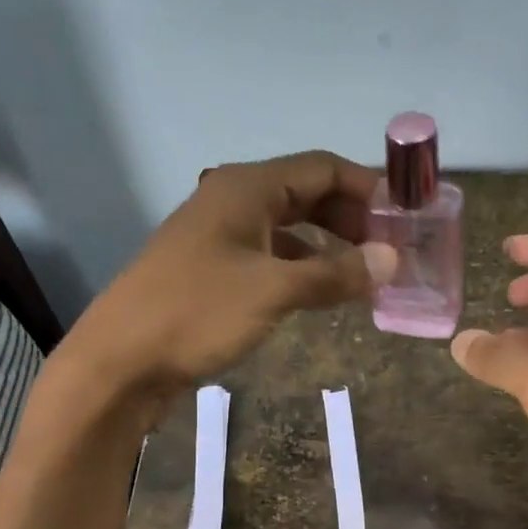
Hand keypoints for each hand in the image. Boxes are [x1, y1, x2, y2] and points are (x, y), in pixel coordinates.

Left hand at [59, 152, 389, 412]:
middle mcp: (233, 202)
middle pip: (305, 195)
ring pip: (287, 230)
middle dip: (351, 218)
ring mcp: (219, 239)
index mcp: (246, 188)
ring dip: (327, 248)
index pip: (321, 167)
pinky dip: (300, 272)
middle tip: (390, 250)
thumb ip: (333, 273)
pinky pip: (268, 260)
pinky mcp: (211, 274)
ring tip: (365, 276)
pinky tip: (321, 296)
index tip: (406, 215)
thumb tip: (390, 260)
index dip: (367, 187)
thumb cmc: (197, 313)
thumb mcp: (273, 290)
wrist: (121, 360)